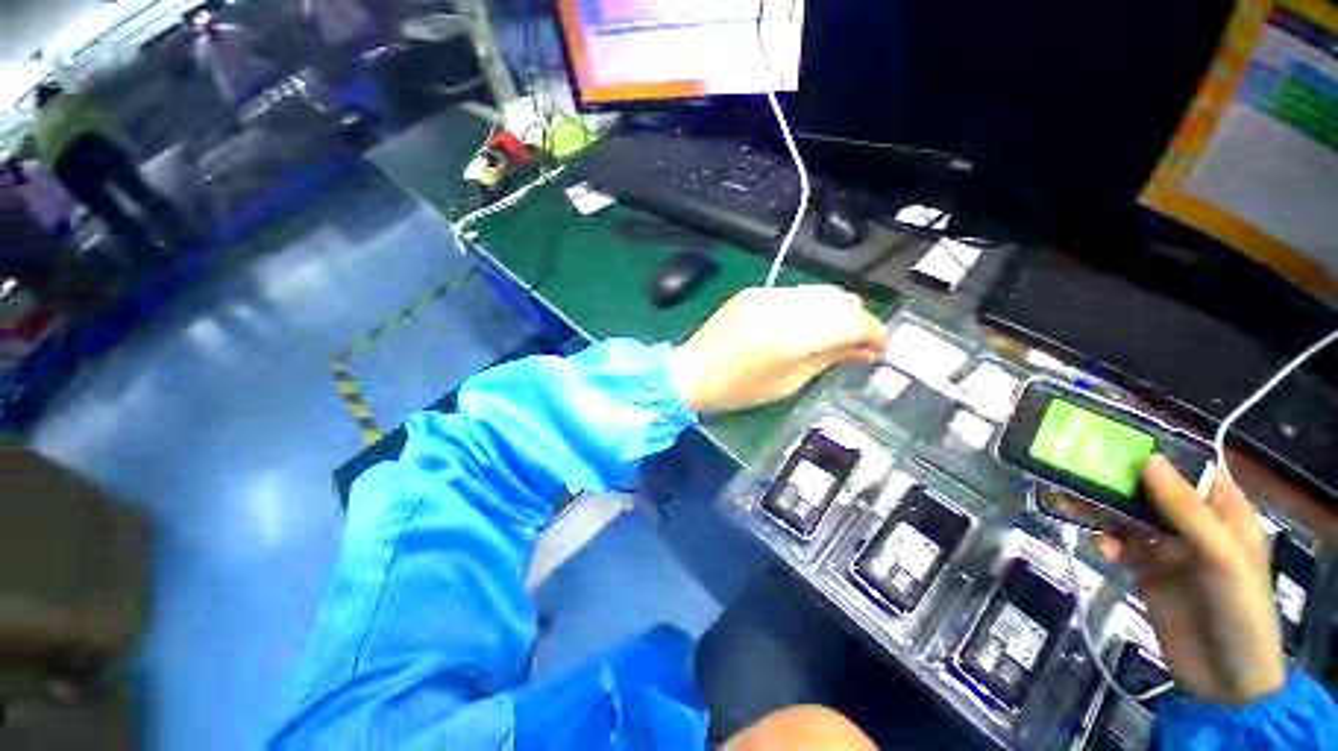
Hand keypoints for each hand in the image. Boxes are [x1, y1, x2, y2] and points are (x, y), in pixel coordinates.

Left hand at [668, 286, 887, 413]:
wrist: (693, 372)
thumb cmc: (741, 388)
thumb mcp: (790, 382)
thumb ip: (830, 359)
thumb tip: (867, 351)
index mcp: (795, 334)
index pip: (854, 321)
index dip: (875, 333)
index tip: (880, 349)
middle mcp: (785, 305)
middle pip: (841, 299)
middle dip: (857, 321)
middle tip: (854, 345)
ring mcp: (767, 294)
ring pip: (819, 291)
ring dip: (834, 311)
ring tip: (829, 335)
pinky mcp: (754, 291)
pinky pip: (794, 292)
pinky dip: (808, 306)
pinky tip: (800, 325)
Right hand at [1096, 456, 1285, 704]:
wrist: (1223, 678)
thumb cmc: (1238, 609)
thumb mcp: (1220, 557)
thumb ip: (1186, 510)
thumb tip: (1149, 460)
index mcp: (1224, 513)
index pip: (1191, 470)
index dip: (1159, 453)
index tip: (1116, 439)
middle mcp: (1194, 525)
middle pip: (1151, 492)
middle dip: (1117, 481)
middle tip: (1076, 468)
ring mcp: (1168, 549)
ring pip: (1128, 516)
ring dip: (1102, 510)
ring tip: (1070, 502)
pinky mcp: (1145, 571)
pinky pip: (1118, 545)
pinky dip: (1105, 542)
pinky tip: (1099, 550)